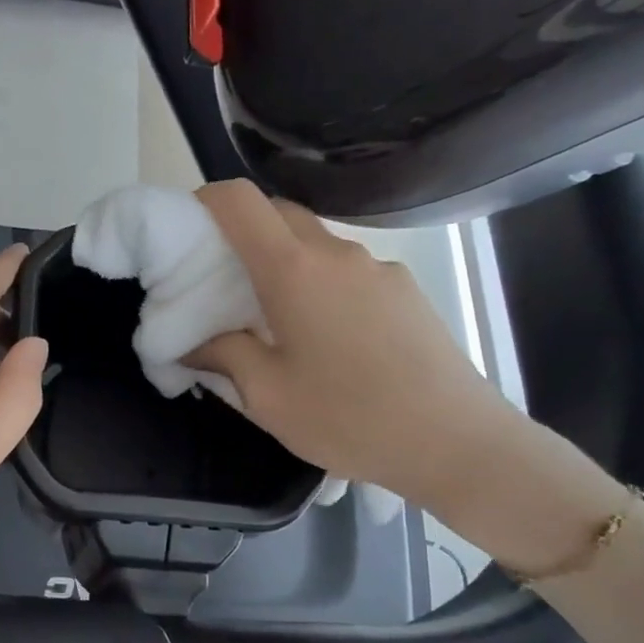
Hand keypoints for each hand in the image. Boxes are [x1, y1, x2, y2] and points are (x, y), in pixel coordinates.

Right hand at [185, 181, 526, 510]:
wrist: (456, 441)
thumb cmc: (349, 418)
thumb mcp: (267, 397)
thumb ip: (223, 356)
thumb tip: (194, 342)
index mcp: (294, 271)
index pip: (240, 201)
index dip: (206, 201)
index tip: (187, 230)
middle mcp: (337, 254)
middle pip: (279, 214)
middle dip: (242, 232)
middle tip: (222, 280)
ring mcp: (379, 268)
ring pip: (316, 244)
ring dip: (285, 262)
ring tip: (276, 320)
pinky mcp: (406, 289)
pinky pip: (348, 270)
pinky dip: (322, 284)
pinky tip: (329, 340)